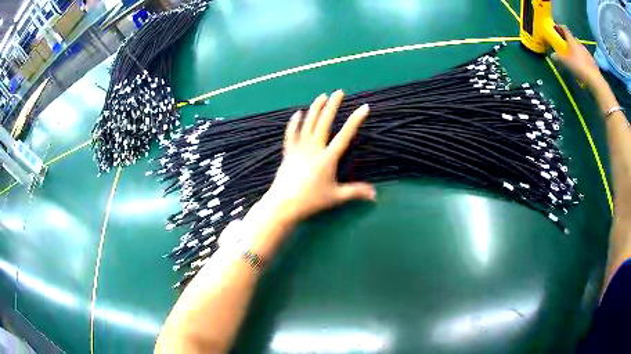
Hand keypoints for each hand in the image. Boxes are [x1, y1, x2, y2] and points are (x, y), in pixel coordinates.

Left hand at [260, 90, 375, 225]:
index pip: (345, 135)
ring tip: (322, 96)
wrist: (284, 203)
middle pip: (324, 122)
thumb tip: (375, 195)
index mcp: (328, 158)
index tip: (363, 107)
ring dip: (315, 108)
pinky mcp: (288, 152)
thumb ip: (356, 192)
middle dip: (333, 106)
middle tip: (339, 92)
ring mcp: (299, 149)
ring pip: (308, 124)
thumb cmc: (311, 200)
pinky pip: (291, 134)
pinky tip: (297, 113)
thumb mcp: (336, 197)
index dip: (355, 120)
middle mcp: (314, 148)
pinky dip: (294, 123)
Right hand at [553, 25, 603, 87]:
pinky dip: (583, 59)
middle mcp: (579, 43)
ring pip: (579, 48)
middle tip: (566, 47)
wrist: (594, 79)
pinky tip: (582, 66)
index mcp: (572, 40)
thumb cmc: (579, 67)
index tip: (557, 29)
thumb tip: (553, 55)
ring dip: (577, 51)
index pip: (565, 29)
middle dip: (569, 42)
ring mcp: (587, 52)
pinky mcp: (592, 61)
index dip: (560, 28)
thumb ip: (559, 58)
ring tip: (575, 58)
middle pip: (573, 39)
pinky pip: (585, 57)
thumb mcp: (566, 63)